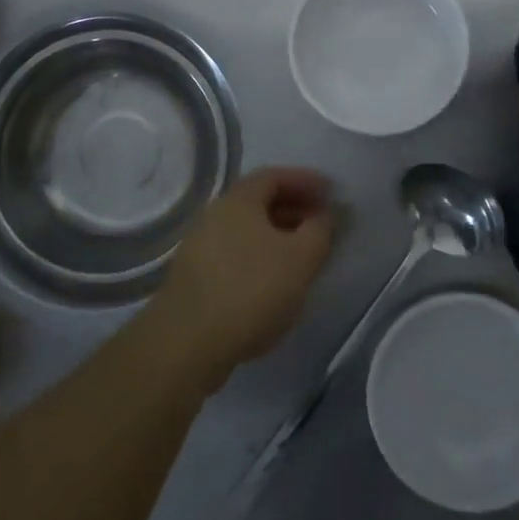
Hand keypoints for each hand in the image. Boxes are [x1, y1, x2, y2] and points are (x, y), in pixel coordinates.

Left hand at [151, 168, 335, 388]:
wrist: (188, 343)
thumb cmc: (251, 289)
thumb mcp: (301, 258)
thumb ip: (320, 230)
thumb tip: (323, 216)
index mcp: (238, 200)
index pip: (275, 176)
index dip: (306, 181)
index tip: (330, 193)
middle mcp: (214, 215)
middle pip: (259, 202)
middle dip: (294, 209)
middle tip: (321, 224)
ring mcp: (200, 247)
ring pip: (247, 231)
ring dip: (278, 236)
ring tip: (303, 256)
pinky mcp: (195, 278)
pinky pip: (236, 254)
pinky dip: (260, 258)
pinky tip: (274, 283)